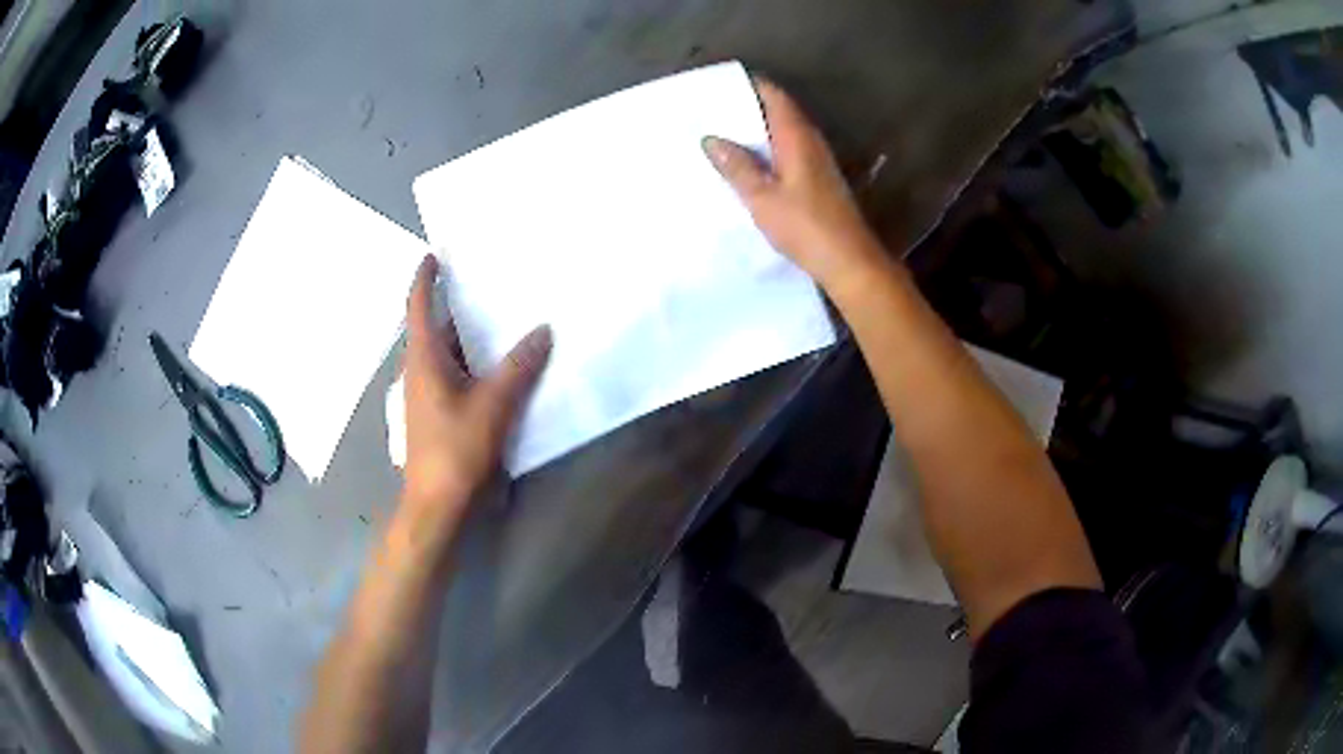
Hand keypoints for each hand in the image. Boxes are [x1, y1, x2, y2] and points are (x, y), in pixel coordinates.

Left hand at [401, 255, 550, 528]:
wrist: (437, 505)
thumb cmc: (456, 450)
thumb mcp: (492, 405)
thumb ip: (518, 367)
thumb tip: (543, 330)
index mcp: (423, 360)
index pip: (418, 307)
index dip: (424, 278)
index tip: (434, 255)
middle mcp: (420, 371)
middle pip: (437, 329)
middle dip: (459, 306)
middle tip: (490, 284)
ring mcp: (427, 395)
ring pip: (448, 355)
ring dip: (471, 338)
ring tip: (504, 319)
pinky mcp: (438, 415)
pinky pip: (456, 376)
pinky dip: (475, 364)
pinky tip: (502, 366)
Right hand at [702, 79, 889, 293]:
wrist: (848, 261)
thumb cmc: (805, 226)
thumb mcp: (762, 197)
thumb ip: (737, 166)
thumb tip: (711, 139)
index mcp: (796, 137)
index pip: (774, 96)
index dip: (750, 85)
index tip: (719, 85)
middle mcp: (810, 142)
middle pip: (778, 112)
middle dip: (747, 107)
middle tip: (711, 110)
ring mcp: (817, 161)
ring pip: (783, 134)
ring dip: (756, 131)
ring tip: (721, 135)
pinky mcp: (818, 181)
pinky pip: (788, 153)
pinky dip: (767, 152)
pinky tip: (746, 165)